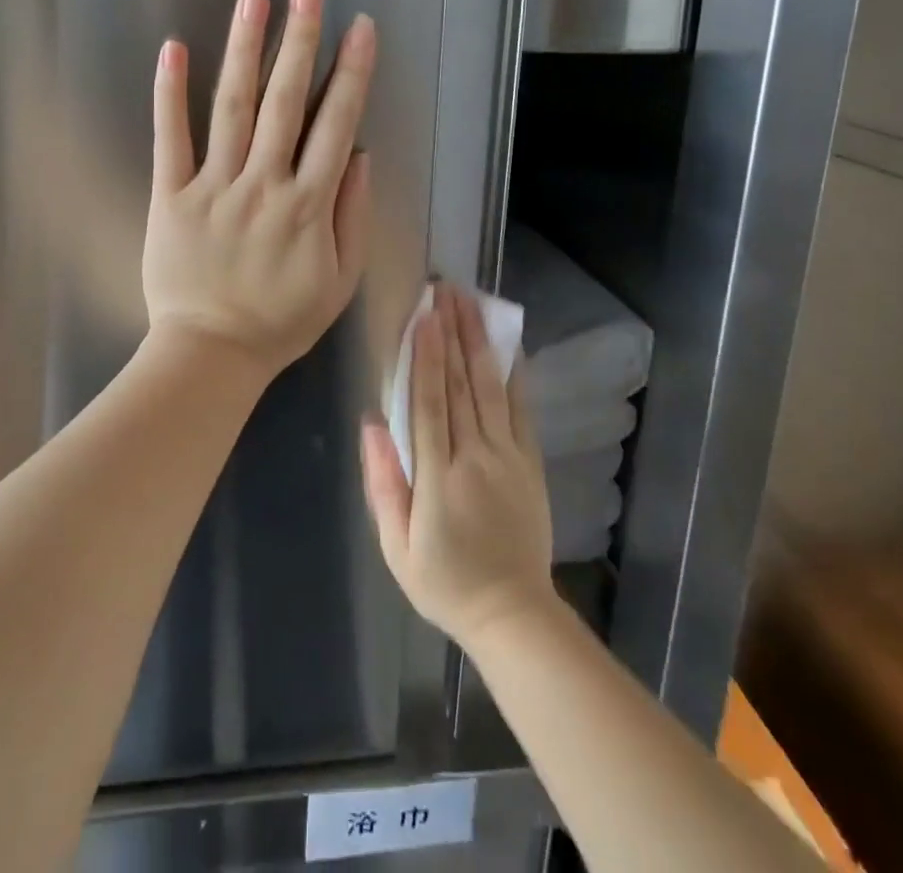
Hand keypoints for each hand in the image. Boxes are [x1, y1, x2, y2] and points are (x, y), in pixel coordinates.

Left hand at [144, 0, 376, 381]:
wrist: (211, 355)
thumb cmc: (281, 321)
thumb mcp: (339, 281)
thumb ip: (352, 217)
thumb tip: (358, 156)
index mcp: (309, 205)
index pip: (335, 125)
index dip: (351, 74)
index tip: (359, 28)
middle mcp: (264, 185)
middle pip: (286, 103)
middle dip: (299, 42)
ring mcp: (214, 187)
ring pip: (234, 109)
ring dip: (245, 51)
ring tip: (253, 0)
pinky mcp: (171, 196)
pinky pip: (171, 140)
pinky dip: (171, 94)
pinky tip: (175, 49)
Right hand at [362, 285, 556, 647]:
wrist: (512, 612)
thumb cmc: (444, 580)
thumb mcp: (396, 546)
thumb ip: (383, 483)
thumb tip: (373, 423)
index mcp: (437, 477)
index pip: (430, 403)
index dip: (426, 356)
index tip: (423, 316)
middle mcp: (475, 457)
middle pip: (461, 384)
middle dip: (451, 333)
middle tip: (443, 290)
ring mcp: (508, 457)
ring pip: (490, 388)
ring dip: (478, 341)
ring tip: (469, 302)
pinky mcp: (529, 462)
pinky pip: (521, 410)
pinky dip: (514, 374)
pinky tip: (508, 344)